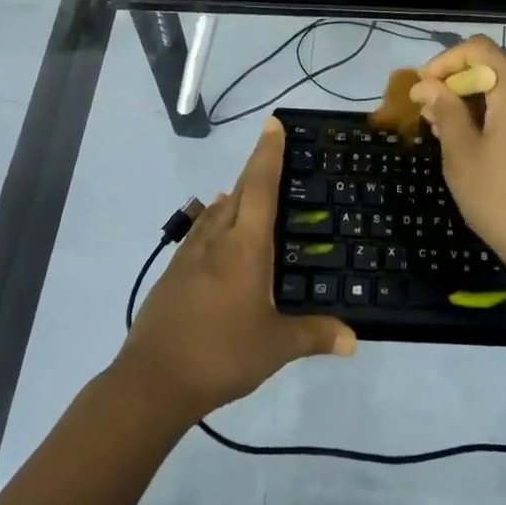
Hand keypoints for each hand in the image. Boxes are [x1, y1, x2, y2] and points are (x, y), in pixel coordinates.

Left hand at [116, 118, 354, 420]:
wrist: (152, 381)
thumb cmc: (221, 354)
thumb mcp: (275, 347)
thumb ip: (315, 336)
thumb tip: (354, 341)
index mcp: (245, 246)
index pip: (260, 186)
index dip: (268, 153)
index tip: (272, 124)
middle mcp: (217, 239)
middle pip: (238, 191)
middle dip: (255, 168)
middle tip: (273, 153)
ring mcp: (190, 254)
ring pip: (216, 211)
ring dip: (234, 194)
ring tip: (250, 191)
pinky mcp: (174, 273)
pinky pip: (201, 232)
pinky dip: (215, 220)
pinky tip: (217, 231)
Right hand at [409, 37, 505, 282]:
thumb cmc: (502, 199)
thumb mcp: (462, 155)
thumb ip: (445, 111)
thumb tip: (427, 86)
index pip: (480, 48)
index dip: (446, 60)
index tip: (423, 88)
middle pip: (498, 62)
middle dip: (460, 75)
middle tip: (433, 102)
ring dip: (476, 93)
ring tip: (445, 123)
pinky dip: (495, 108)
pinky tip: (473, 138)